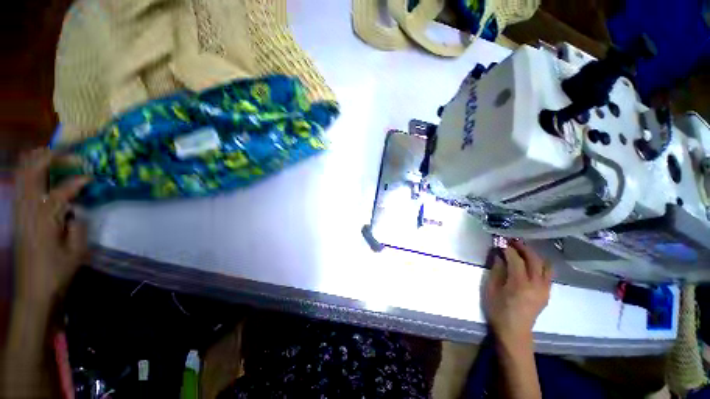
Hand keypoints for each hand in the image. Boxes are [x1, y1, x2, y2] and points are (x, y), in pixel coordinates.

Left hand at [13, 148, 90, 303]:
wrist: (33, 289)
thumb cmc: (57, 272)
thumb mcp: (77, 252)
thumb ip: (79, 226)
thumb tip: (77, 210)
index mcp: (46, 219)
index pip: (62, 191)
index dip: (77, 181)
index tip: (92, 177)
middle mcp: (29, 209)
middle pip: (34, 172)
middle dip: (51, 158)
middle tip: (70, 154)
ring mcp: (20, 210)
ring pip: (23, 174)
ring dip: (37, 161)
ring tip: (54, 154)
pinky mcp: (17, 214)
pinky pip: (20, 184)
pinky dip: (28, 171)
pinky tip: (38, 169)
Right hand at [483, 240, 551, 344]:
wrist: (514, 331)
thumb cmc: (498, 310)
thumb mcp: (491, 289)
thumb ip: (496, 270)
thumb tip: (498, 256)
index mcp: (519, 284)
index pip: (516, 259)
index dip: (508, 249)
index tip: (500, 243)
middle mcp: (536, 284)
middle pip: (534, 259)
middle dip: (523, 248)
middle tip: (512, 241)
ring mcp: (544, 289)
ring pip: (544, 265)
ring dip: (534, 255)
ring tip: (522, 250)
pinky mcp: (547, 293)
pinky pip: (548, 274)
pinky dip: (540, 265)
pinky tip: (531, 263)